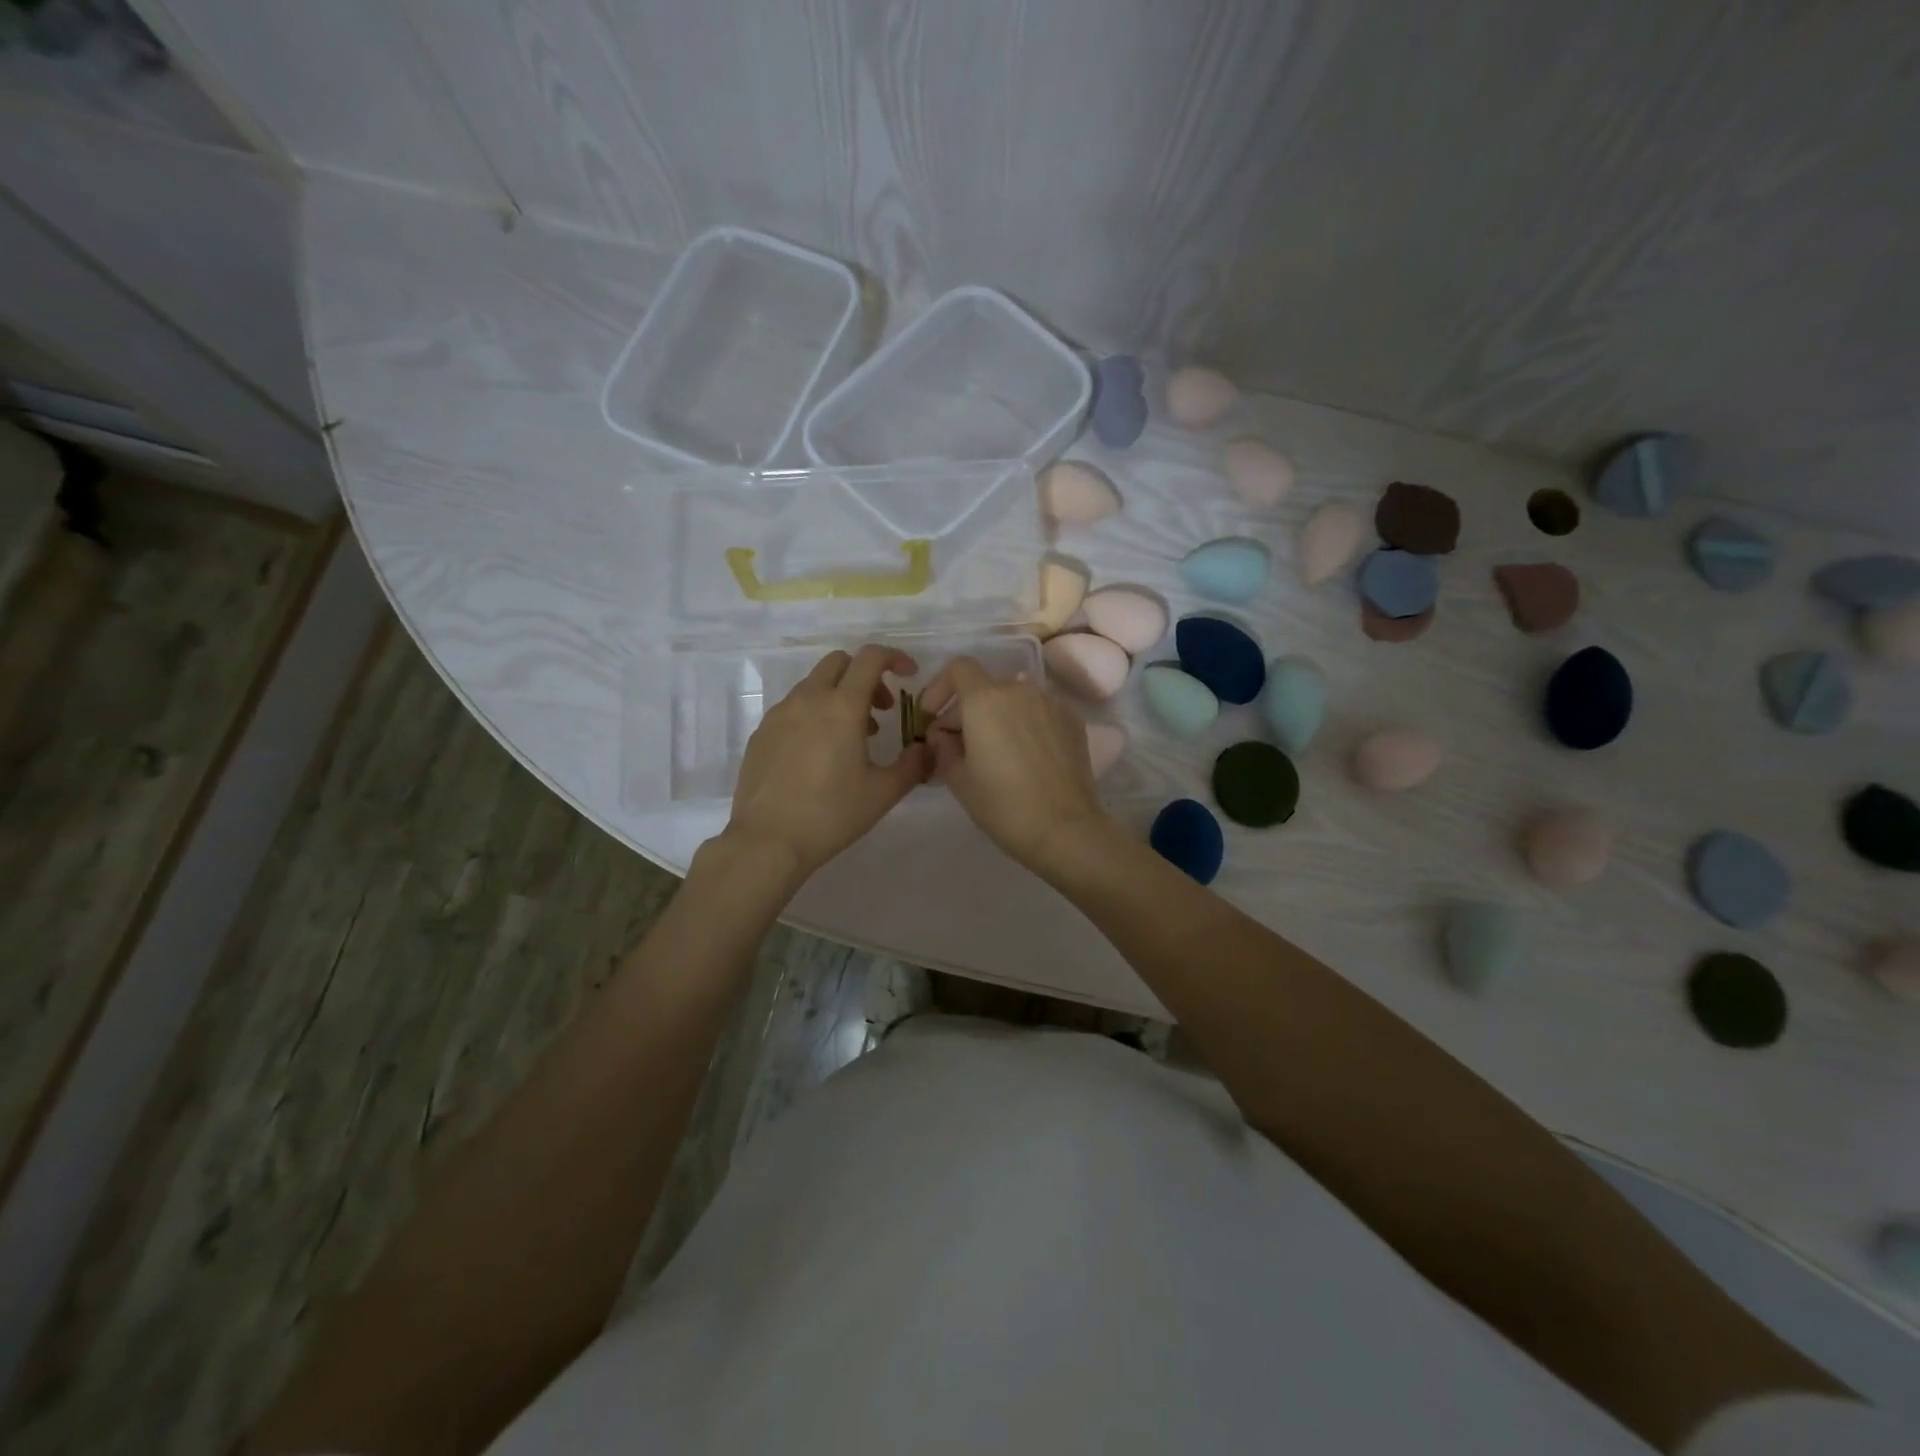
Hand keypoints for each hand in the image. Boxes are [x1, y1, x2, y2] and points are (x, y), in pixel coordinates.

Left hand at [723, 645, 929, 879]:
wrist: (767, 841)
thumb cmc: (831, 814)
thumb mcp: (883, 792)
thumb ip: (913, 764)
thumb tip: (926, 749)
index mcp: (842, 706)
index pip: (870, 658)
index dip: (894, 657)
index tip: (908, 674)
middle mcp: (808, 699)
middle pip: (839, 663)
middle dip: (865, 676)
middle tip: (881, 710)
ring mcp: (779, 714)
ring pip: (813, 685)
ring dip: (839, 696)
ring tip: (852, 738)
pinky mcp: (761, 733)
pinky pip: (793, 708)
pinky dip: (814, 714)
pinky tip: (818, 754)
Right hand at [918, 656, 1114, 874]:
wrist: (1065, 828)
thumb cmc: (1003, 804)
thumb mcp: (959, 779)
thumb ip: (943, 747)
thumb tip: (943, 735)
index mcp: (986, 699)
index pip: (959, 668)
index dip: (939, 687)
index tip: (932, 716)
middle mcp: (1020, 690)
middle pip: (986, 686)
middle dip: (966, 709)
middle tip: (956, 745)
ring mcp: (1051, 703)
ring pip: (1014, 699)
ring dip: (997, 716)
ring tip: (992, 752)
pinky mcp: (1073, 721)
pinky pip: (1038, 712)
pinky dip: (1024, 724)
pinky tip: (1023, 757)